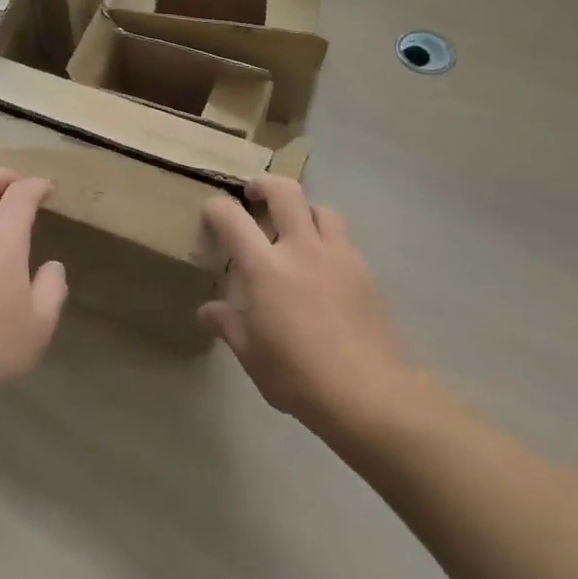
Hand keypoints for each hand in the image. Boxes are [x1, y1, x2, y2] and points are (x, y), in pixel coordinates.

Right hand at [202, 177, 407, 430]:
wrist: (368, 393)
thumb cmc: (298, 376)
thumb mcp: (252, 355)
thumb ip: (229, 325)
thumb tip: (209, 310)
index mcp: (265, 267)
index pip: (232, 218)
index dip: (216, 208)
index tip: (211, 214)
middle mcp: (301, 248)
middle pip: (285, 191)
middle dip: (265, 185)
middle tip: (254, 195)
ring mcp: (338, 255)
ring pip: (321, 209)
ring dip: (303, 211)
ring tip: (296, 229)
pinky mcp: (364, 271)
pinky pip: (343, 239)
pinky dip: (328, 241)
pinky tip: (324, 268)